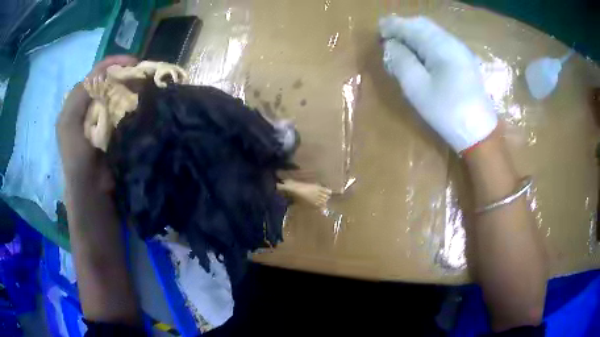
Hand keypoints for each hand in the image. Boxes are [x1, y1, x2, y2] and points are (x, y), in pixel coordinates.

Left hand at [57, 55, 137, 188]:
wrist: (91, 190)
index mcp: (76, 104)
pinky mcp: (115, 130)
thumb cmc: (77, 157)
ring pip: (117, 93)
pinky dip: (133, 102)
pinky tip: (141, 102)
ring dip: (130, 86)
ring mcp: (103, 118)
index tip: (133, 62)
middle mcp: (89, 107)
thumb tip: (103, 73)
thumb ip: (78, 97)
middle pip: (108, 81)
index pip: (95, 75)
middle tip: (142, 74)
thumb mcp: (69, 123)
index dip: (112, 64)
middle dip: (124, 74)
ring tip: (145, 85)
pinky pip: (124, 109)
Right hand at [379, 16, 496, 152]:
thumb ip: (401, 61)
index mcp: (439, 45)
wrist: (479, 132)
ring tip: (401, 48)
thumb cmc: (447, 112)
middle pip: (421, 24)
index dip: (391, 27)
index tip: (377, 34)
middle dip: (402, 28)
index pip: (410, 26)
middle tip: (388, 41)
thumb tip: (390, 44)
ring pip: (431, 31)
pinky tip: (420, 55)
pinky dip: (425, 42)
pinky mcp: (464, 59)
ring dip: (413, 35)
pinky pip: (440, 41)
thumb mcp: (417, 88)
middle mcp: (451, 41)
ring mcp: (460, 49)